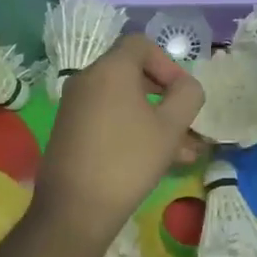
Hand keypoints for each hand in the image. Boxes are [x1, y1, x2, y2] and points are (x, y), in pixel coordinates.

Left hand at [32, 35, 204, 247]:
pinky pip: (107, 117)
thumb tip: (186, 86)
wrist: (73, 212)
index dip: (167, 63)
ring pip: (123, 100)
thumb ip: (187, 95)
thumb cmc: (128, 161)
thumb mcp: (170, 127)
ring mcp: (75, 106)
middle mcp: (87, 80)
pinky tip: (155, 160)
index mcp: (110, 69)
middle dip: (164, 95)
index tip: (181, 93)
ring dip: (153, 117)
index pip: (141, 44)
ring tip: (182, 151)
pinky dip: (131, 128)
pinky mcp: (69, 131)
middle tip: (184, 121)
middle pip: (132, 72)